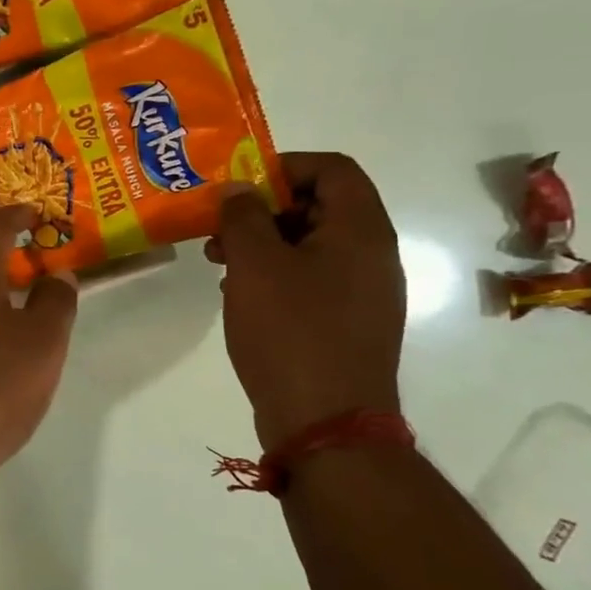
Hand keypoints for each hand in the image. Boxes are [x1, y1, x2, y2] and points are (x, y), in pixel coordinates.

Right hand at [208, 152, 405, 448]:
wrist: (326, 423)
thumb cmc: (291, 332)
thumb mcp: (256, 265)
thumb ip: (243, 216)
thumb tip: (238, 189)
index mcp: (360, 231)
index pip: (332, 168)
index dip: (283, 166)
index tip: (238, 187)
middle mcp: (371, 255)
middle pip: (320, 205)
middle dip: (264, 208)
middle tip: (219, 228)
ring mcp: (362, 293)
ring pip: (310, 246)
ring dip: (263, 243)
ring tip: (219, 262)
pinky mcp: (345, 324)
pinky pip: (310, 280)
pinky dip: (274, 276)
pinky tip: (240, 295)